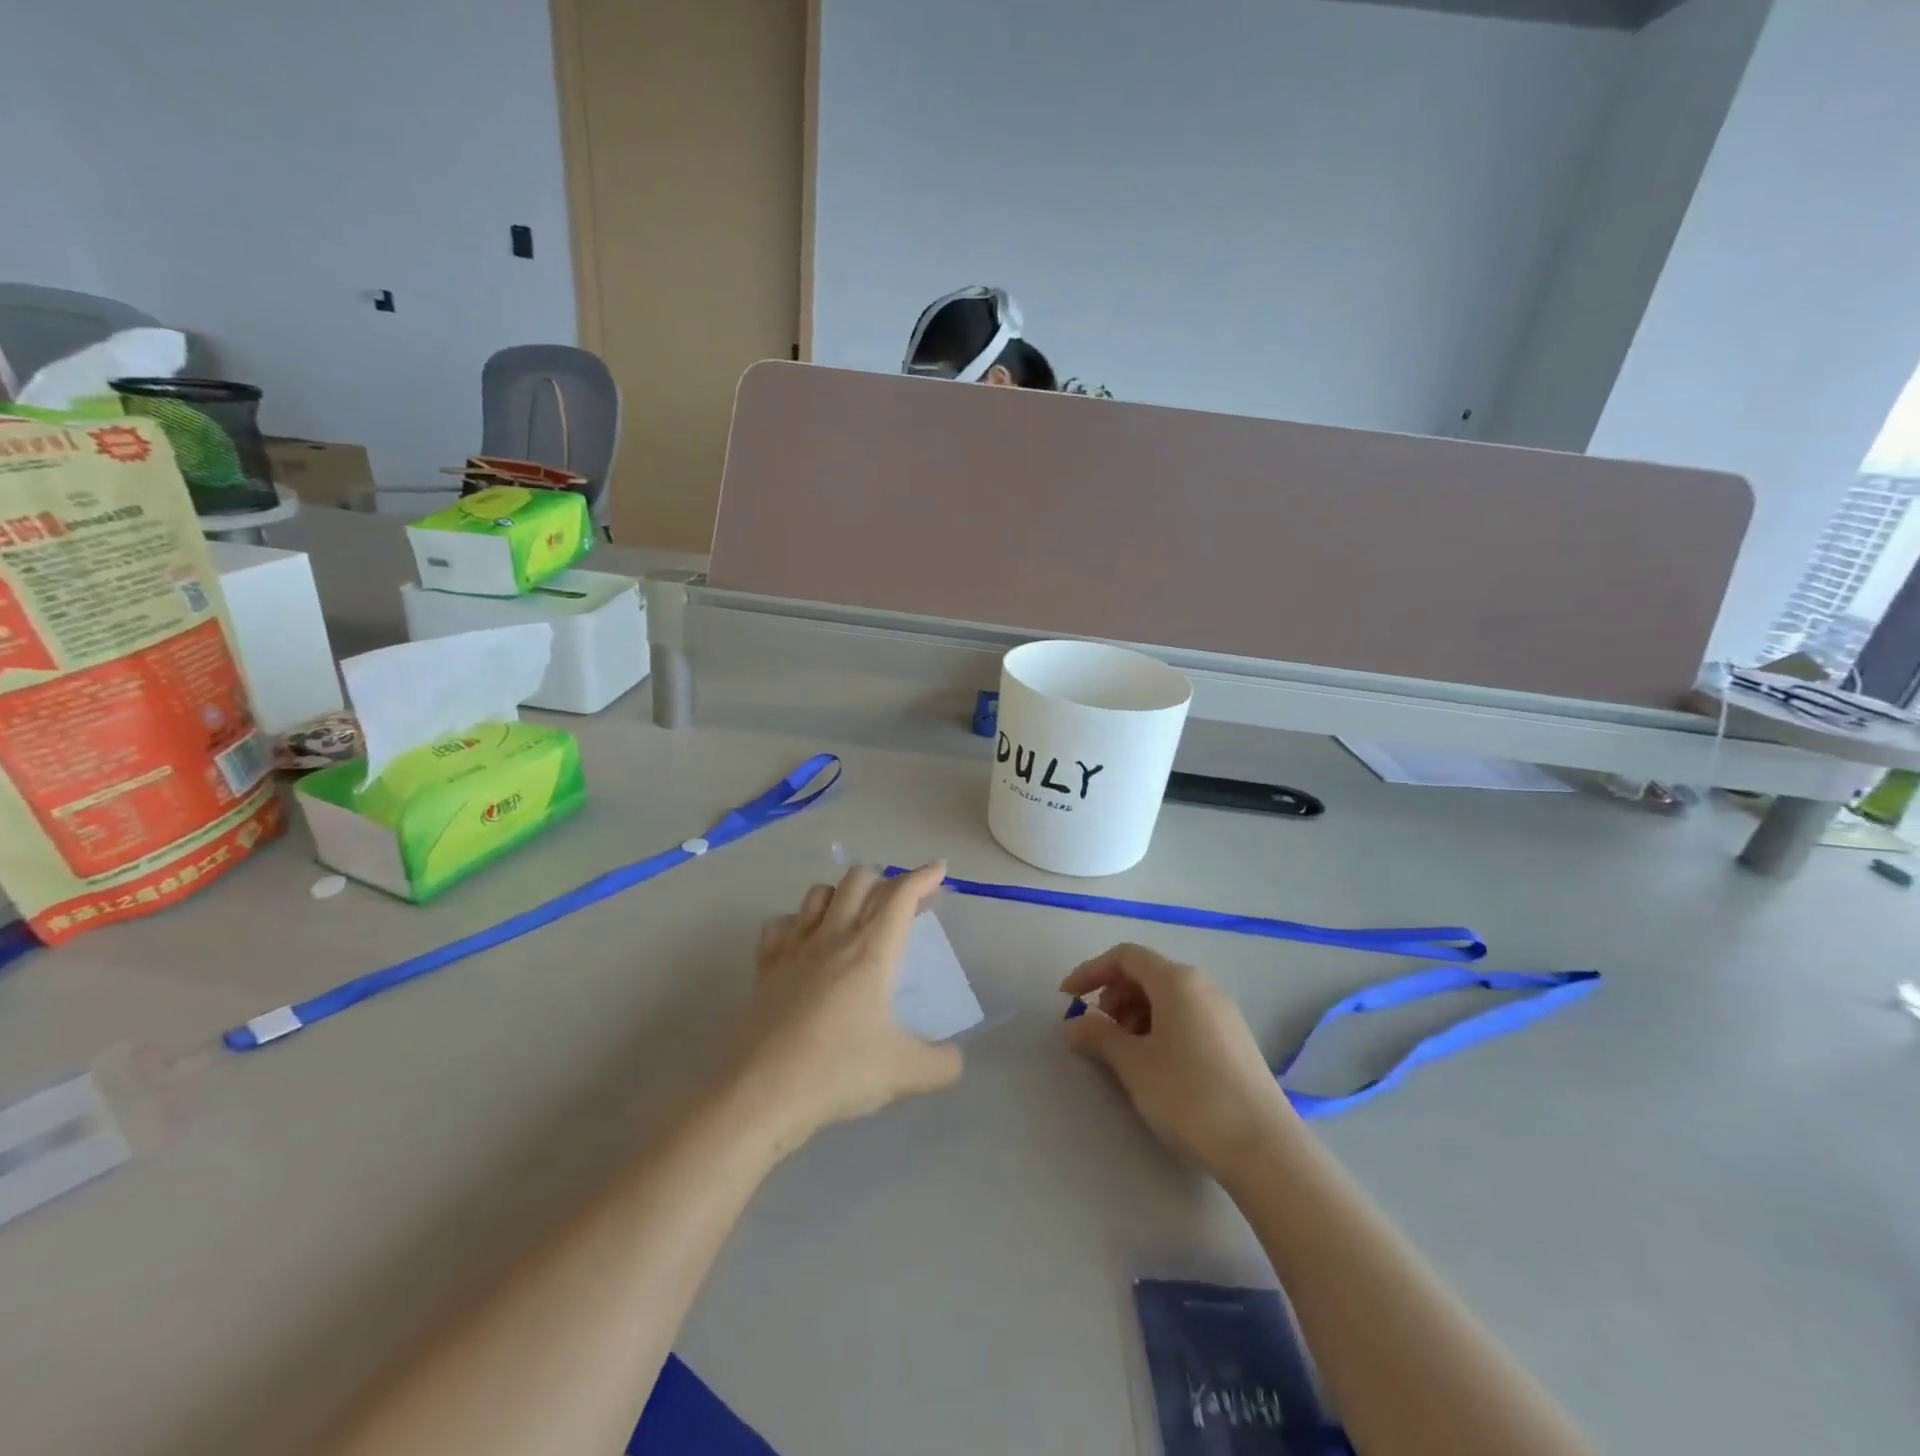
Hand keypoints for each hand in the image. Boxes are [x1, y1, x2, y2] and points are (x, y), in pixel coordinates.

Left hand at [731, 862, 963, 1154]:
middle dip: (885, 880)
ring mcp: (795, 948)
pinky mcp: (765, 967)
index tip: (940, 869)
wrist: (762, 1093)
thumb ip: (943, 1063)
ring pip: (819, 893)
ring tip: (856, 915)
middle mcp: (834, 936)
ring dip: (842, 894)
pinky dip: (797, 922)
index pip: (900, 895)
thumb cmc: (839, 1072)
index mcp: (872, 950)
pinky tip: (804, 941)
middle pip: (858, 880)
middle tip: (902, 904)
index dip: (923, 876)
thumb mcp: (906, 1072)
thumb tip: (955, 1059)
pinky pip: (780, 924)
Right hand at [1062, 944, 1297, 1179]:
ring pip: (1167, 997)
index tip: (1067, 998)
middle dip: (1114, 995)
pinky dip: (1160, 1028)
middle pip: (1147, 973)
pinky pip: (1186, 1017)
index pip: (1125, 957)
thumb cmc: (1189, 1096)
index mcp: (1177, 981)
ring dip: (1135, 1015)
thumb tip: (1074, 1024)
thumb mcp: (1134, 1065)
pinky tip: (1155, 1065)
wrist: (1263, 1148)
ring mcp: (1222, 1013)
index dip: (1091, 971)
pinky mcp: (1234, 1041)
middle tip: (1099, 1032)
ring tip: (1125, 1053)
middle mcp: (1202, 986)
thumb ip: (1098, 1037)